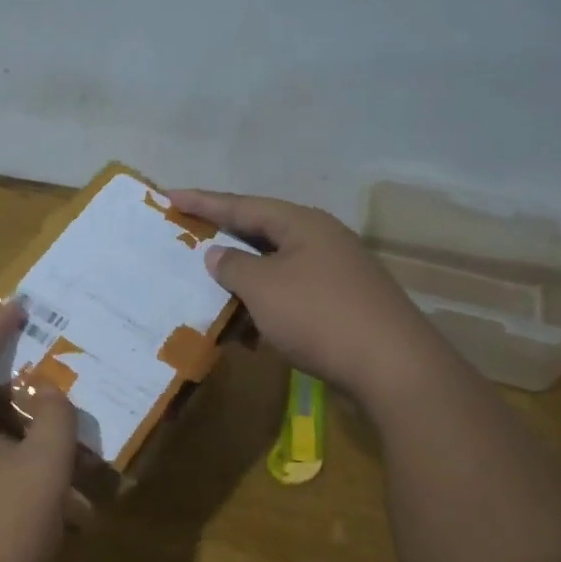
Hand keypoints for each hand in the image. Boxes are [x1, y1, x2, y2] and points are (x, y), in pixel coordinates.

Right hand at [166, 190, 428, 399]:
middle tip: (187, 236)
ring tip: (210, 289)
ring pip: (276, 267)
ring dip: (243, 280)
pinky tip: (249, 329)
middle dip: (223, 238)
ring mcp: (336, 272)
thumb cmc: (318, 315)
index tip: (168, 195)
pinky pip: (291, 294)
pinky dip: (265, 305)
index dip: (203, 201)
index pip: (242, 205)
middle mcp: (321, 239)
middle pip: (261, 232)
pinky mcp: (343, 303)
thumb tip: (217, 253)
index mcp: (302, 224)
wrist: (392, 366)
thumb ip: (233, 267)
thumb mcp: (263, 288)